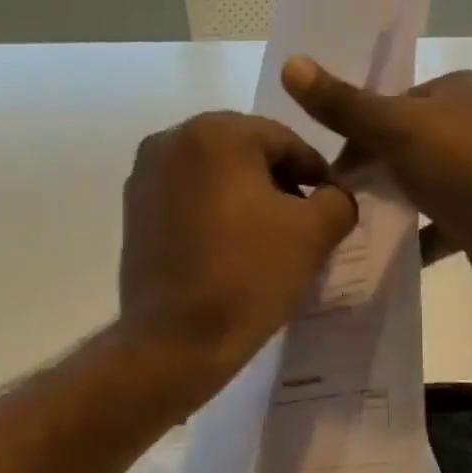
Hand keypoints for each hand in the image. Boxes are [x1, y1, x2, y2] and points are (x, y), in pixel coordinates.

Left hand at [119, 112, 356, 396]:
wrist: (175, 340)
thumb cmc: (247, 277)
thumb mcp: (314, 234)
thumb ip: (339, 199)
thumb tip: (333, 193)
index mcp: (215, 132)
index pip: (284, 140)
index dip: (315, 173)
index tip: (331, 208)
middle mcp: (170, 140)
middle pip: (244, 152)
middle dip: (277, 183)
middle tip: (301, 225)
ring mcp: (144, 176)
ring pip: (213, 175)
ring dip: (245, 198)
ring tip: (266, 240)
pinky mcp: (132, 211)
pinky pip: (186, 198)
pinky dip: (212, 212)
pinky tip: (229, 248)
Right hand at [281, 57, 471, 301]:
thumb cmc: (468, 168)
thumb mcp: (398, 129)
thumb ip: (345, 105)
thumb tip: (290, 63)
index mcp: (457, 91)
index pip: (389, 105)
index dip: (353, 134)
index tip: (326, 170)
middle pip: (401, 147)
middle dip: (367, 173)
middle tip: (333, 203)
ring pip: (417, 187)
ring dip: (387, 206)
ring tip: (348, 228)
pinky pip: (435, 226)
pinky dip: (411, 238)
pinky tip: (382, 254)